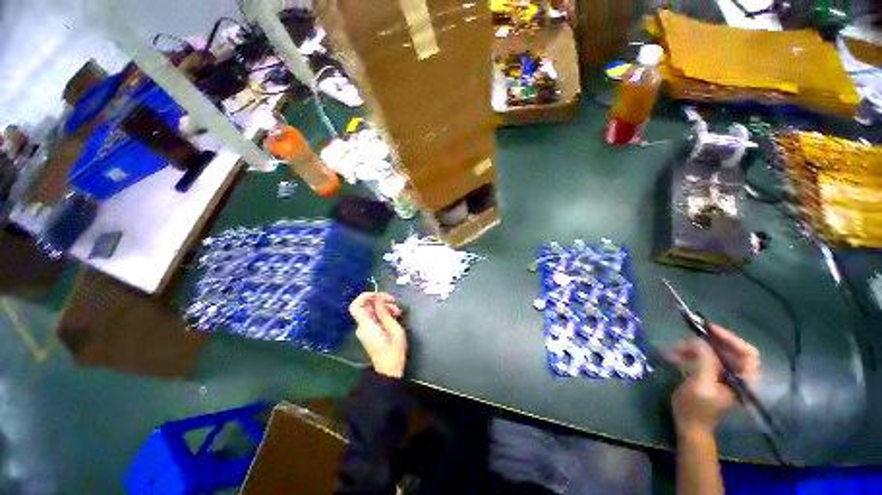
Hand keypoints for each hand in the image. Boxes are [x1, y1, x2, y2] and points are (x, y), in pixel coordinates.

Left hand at [349, 292, 406, 377]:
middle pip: (366, 306)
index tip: (381, 295)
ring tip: (398, 312)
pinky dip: (383, 314)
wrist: (389, 370)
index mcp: (366, 325)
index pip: (356, 306)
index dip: (366, 296)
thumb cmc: (394, 350)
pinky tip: (395, 316)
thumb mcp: (394, 329)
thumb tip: (378, 300)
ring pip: (371, 311)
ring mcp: (365, 329)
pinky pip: (374, 317)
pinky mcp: (369, 332)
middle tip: (395, 304)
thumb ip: (385, 313)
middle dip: (381, 301)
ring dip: (385, 307)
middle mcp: (362, 326)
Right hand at [669, 325, 759, 437]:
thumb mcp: (700, 385)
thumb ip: (705, 363)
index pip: (748, 353)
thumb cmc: (697, 408)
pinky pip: (702, 357)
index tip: (709, 329)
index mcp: (743, 379)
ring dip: (691, 348)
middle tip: (682, 342)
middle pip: (727, 350)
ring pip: (711, 352)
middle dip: (704, 344)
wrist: (689, 426)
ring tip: (673, 351)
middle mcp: (737, 375)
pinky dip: (688, 353)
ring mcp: (723, 375)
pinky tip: (674, 355)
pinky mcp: (710, 374)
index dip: (731, 339)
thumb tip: (701, 342)